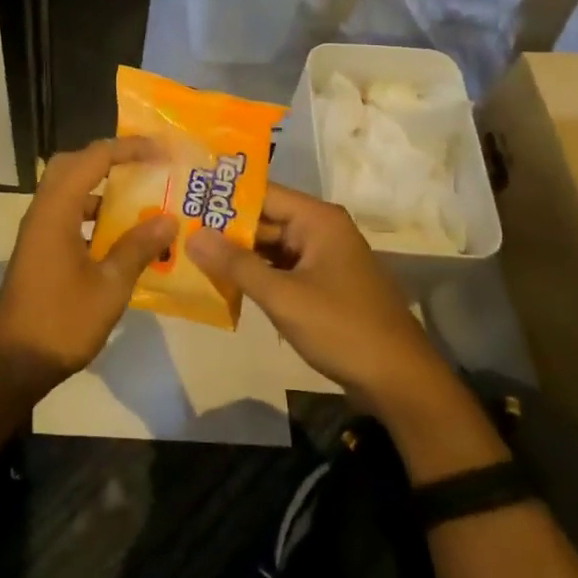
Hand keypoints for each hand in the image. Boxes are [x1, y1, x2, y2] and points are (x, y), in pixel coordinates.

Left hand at [0, 137, 175, 397]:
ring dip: (102, 188)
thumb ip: (138, 247)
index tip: (162, 151)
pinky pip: (69, 214)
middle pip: (74, 165)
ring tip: (142, 198)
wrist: (13, 361)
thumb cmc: (61, 321)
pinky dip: (95, 215)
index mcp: (57, 210)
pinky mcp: (40, 249)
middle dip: (110, 159)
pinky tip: (123, 237)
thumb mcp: (109, 286)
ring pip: (70, 190)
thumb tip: (168, 218)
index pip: (93, 158)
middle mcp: (43, 211)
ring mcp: (39, 231)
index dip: (128, 149)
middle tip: (146, 166)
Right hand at [188, 183, 454, 416]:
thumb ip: (236, 264)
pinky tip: (220, 279)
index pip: (260, 193)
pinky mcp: (321, 284)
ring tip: (188, 250)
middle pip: (262, 218)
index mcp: (317, 219)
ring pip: (268, 245)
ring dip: (235, 252)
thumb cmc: (343, 329)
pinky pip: (279, 268)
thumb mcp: (284, 297)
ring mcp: (321, 258)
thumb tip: (191, 235)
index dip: (222, 195)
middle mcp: (319, 230)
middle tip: (176, 226)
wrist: (402, 384)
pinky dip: (254, 273)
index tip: (182, 195)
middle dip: (223, 226)